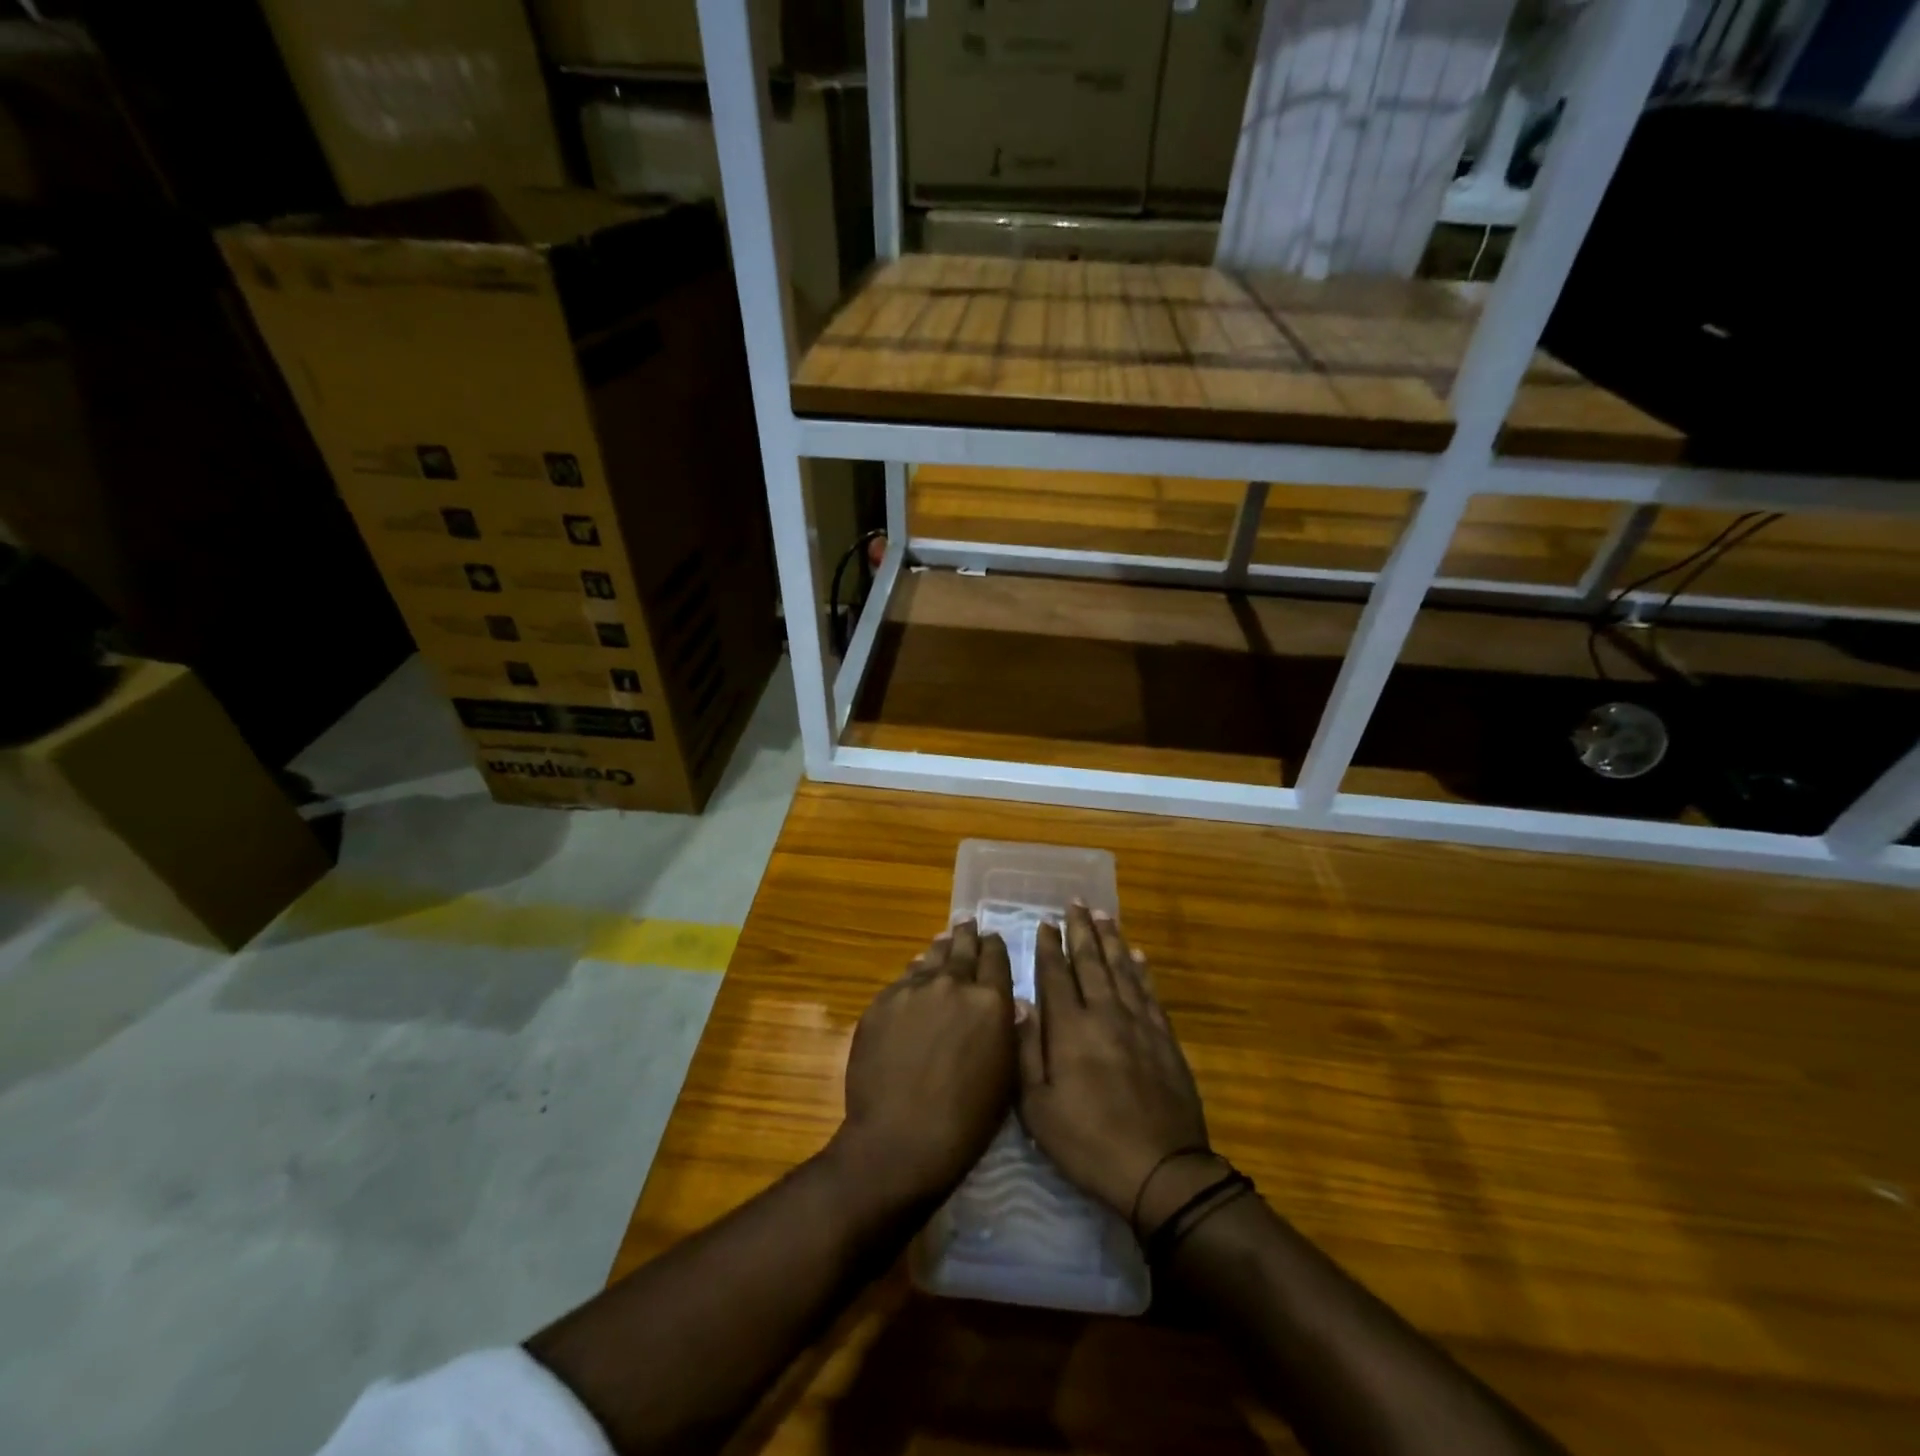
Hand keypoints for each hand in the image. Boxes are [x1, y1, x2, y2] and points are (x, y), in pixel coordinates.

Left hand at [834, 922, 1015, 1211]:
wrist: (901, 1138)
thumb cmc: (967, 1120)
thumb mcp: (1005, 1076)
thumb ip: (1009, 1031)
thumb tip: (1011, 1004)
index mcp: (990, 1000)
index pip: (995, 957)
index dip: (995, 946)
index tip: (992, 938)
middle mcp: (953, 983)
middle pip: (962, 948)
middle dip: (967, 936)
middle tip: (967, 923)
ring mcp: (913, 989)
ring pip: (931, 958)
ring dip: (940, 948)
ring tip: (944, 939)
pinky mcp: (882, 1002)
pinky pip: (903, 979)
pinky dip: (914, 973)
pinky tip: (915, 972)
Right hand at [1016, 906, 1213, 1227]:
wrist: (1161, 1171)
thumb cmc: (1088, 1142)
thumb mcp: (1038, 1108)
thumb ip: (1026, 1050)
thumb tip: (1019, 1001)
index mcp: (1070, 1029)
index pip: (1057, 975)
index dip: (1050, 946)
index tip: (1045, 922)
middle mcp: (1105, 1014)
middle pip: (1092, 962)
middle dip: (1081, 930)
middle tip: (1076, 902)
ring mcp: (1139, 1024)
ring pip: (1122, 969)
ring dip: (1111, 940)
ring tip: (1104, 915)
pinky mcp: (1164, 1039)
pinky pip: (1150, 993)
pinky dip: (1142, 971)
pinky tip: (1138, 956)